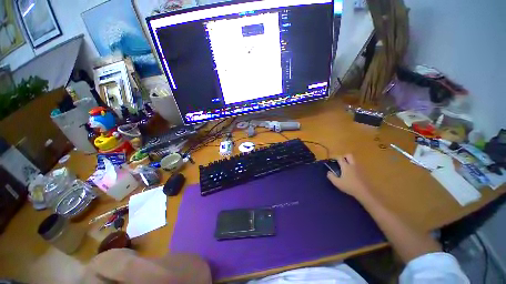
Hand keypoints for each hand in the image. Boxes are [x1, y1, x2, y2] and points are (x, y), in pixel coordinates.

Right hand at [326, 154, 370, 200]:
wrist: (364, 192)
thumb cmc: (349, 186)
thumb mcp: (337, 183)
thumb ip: (331, 176)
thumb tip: (328, 172)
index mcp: (346, 166)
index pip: (340, 158)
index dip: (335, 157)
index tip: (332, 160)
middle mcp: (353, 165)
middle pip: (349, 155)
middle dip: (344, 156)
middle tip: (340, 162)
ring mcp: (359, 168)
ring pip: (354, 161)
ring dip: (349, 162)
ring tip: (345, 168)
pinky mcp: (363, 173)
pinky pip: (357, 166)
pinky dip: (353, 167)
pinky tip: (351, 174)